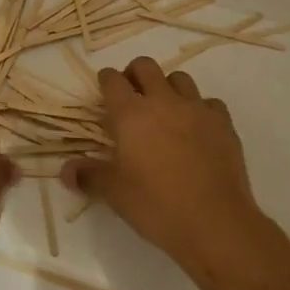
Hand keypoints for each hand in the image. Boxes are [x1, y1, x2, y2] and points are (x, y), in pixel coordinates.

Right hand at [63, 57, 269, 277]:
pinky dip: (200, 109)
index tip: (104, 91)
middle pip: (145, 66)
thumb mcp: (115, 194)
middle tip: (131, 96)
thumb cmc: (157, 206)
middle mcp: (163, 102)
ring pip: (179, 78)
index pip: (112, 80)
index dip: (106, 80)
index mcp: (131, 114)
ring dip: (168, 88)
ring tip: (165, 110)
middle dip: (134, 74)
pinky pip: (209, 103)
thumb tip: (65, 171)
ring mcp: (196, 109)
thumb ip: (89, 176)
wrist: (215, 223)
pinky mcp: (223, 123)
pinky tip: (197, 128)